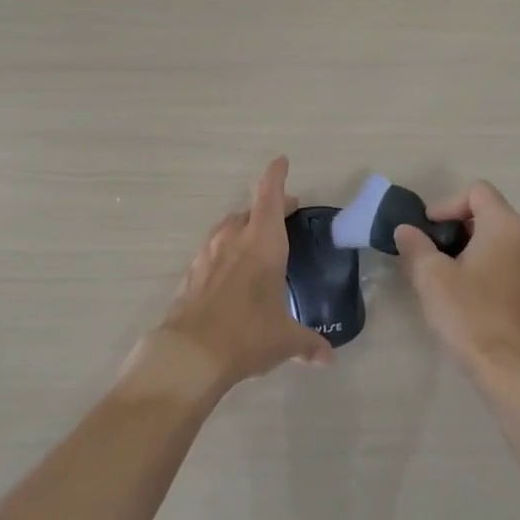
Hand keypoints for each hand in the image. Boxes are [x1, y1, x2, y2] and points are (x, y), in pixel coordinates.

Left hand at [127, 158, 332, 398]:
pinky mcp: (190, 274)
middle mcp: (233, 240)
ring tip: (256, 241)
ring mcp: (207, 255)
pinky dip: (225, 252)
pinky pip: (212, 252)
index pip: (269, 196)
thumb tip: (328, 359)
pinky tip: (230, 272)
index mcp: (262, 243)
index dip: (276, 176)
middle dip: (268, 208)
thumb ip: (308, 343)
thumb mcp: (284, 340)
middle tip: (284, 214)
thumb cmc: (248, 335)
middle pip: (250, 211)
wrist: (190, 354)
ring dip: (243, 228)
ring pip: (227, 229)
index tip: (281, 161)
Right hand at [395, 181, 519, 384]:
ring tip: (437, 272)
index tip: (426, 230)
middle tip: (425, 250)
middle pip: (485, 213)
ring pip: (491, 240)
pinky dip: (477, 265)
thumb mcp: (430, 276)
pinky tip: (457, 291)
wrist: (509, 369)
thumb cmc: (469, 313)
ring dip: (463, 248)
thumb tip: (406, 230)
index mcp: (504, 226)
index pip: (476, 191)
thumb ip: (415, 245)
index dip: (446, 204)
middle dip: (451, 227)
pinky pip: (500, 261)